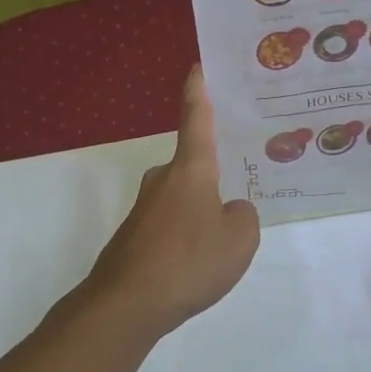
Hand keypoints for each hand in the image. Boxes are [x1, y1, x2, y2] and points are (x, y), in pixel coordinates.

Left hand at [79, 67, 260, 339]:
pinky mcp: (134, 236)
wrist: (126, 305)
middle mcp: (163, 180)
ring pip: (184, 199)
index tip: (196, 67)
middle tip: (242, 182)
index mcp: (191, 169)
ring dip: (202, 212)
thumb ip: (244, 217)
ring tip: (225, 238)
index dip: (198, 92)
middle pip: (194, 165)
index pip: (196, 119)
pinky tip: (198, 263)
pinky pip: (172, 225)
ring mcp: (144, 209)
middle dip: (215, 174)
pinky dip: (187, 237)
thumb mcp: (240, 239)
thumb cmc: (189, 261)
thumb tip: (230, 211)